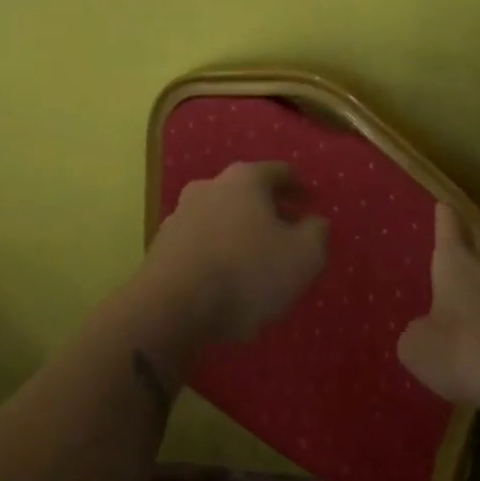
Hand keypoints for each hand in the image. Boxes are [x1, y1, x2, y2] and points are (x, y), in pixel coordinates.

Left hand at [143, 161, 329, 345]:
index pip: (280, 172)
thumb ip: (317, 233)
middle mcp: (209, 186)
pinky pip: (202, 243)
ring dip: (241, 233)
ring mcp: (181, 215)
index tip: (312, 203)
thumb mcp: (304, 256)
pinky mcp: (162, 246)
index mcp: (245, 179)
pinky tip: (227, 280)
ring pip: (222, 217)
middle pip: (247, 193)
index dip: (300, 188)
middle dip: (270, 211)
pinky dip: (219, 253)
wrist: (170, 308)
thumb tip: (315, 222)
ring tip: (258, 262)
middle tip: (288, 234)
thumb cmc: (246, 273)